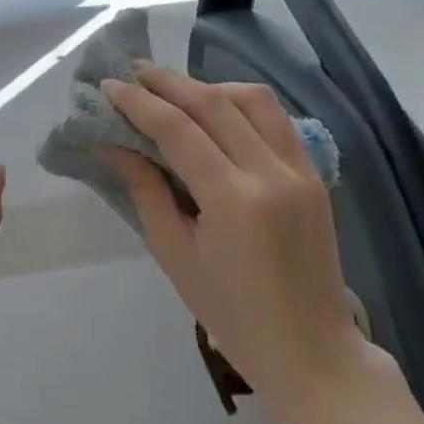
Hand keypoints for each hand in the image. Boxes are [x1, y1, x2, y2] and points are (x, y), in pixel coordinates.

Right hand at [102, 64, 384, 420]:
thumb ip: (145, 191)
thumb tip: (112, 143)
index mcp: (234, 201)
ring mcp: (300, 170)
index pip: (178, 129)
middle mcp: (271, 173)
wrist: (312, 353)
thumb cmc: (232, 315)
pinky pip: (276, 119)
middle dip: (168, 81)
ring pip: (252, 99)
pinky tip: (217, 109)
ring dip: (208, 86)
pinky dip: (241, 103)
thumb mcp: (175, 255)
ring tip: (174, 90)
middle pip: (214, 103)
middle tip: (132, 71)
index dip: (138, 102)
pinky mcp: (315, 174)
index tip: (108, 86)